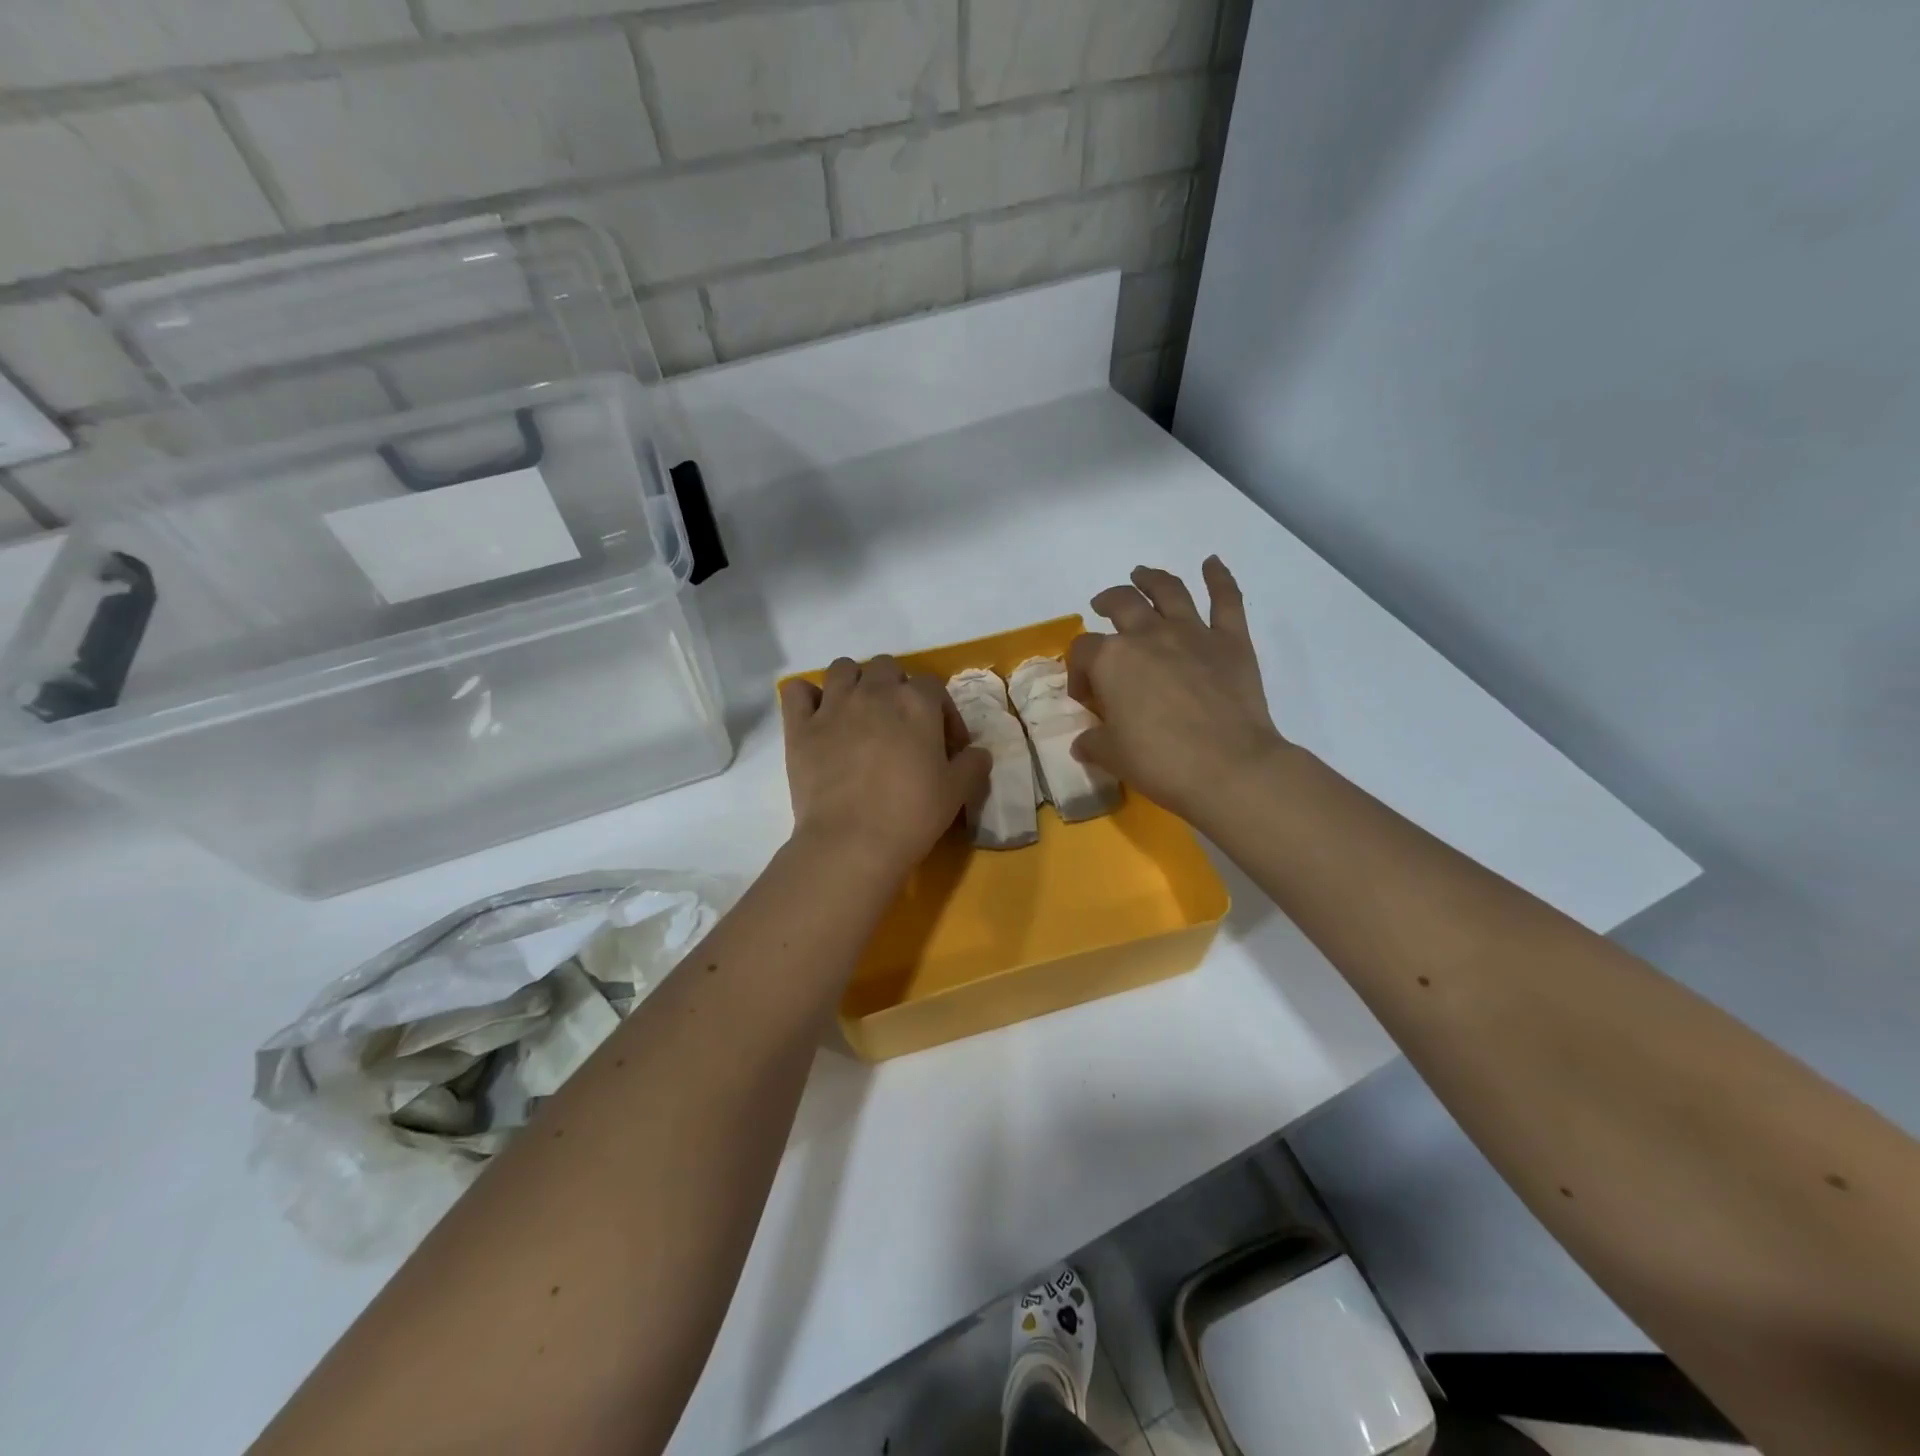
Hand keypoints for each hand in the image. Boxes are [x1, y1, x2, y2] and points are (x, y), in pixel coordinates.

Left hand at [780, 655, 990, 879]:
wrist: (852, 842)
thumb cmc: (911, 815)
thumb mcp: (957, 792)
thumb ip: (972, 765)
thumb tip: (979, 753)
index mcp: (916, 702)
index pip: (933, 686)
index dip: (942, 712)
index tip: (945, 745)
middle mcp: (874, 692)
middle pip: (887, 667)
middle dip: (896, 688)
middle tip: (900, 724)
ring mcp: (833, 706)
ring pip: (843, 668)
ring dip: (854, 682)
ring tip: (859, 712)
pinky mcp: (800, 727)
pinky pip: (797, 690)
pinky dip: (807, 697)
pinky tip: (817, 716)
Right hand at [1069, 557, 1287, 822]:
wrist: (1229, 768)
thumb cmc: (1161, 762)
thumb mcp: (1112, 756)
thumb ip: (1093, 742)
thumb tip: (1084, 741)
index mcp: (1113, 660)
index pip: (1083, 651)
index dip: (1078, 671)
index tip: (1086, 695)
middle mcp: (1149, 635)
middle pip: (1122, 604)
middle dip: (1108, 602)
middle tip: (1103, 606)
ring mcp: (1193, 634)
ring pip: (1168, 590)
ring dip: (1151, 578)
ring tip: (1141, 574)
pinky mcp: (1231, 642)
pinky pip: (1226, 600)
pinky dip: (1219, 577)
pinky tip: (1212, 563)